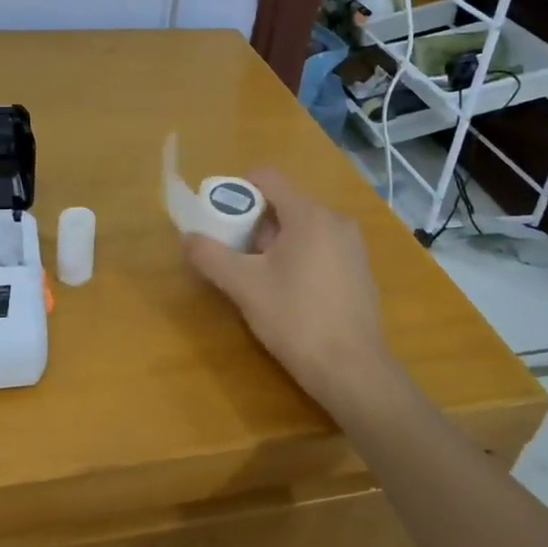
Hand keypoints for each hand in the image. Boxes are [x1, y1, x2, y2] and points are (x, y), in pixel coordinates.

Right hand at [183, 169, 396, 413]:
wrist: (353, 370)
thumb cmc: (296, 320)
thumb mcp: (244, 287)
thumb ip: (211, 256)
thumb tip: (187, 237)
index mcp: (308, 214)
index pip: (267, 176)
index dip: (237, 190)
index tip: (222, 220)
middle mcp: (335, 219)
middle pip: (283, 202)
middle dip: (255, 224)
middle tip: (240, 258)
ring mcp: (353, 244)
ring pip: (302, 226)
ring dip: (276, 242)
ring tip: (263, 279)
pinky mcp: (360, 268)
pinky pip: (321, 245)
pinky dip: (300, 256)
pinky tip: (293, 293)